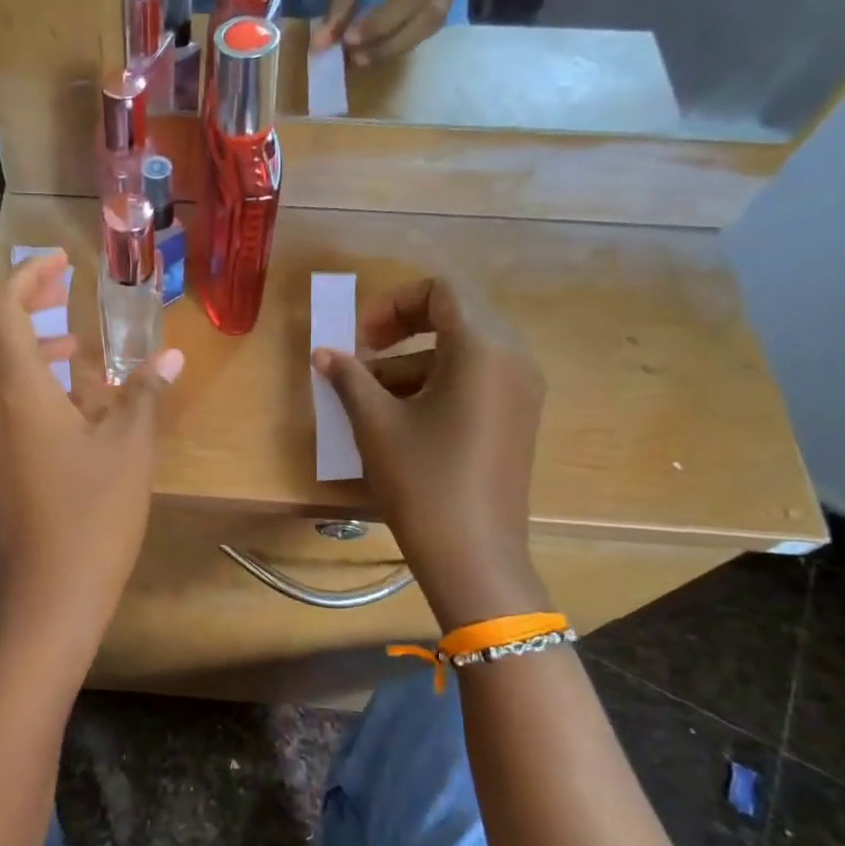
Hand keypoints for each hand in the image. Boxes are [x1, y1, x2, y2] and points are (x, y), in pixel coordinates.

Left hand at [0, 250, 184, 660]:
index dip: (29, 276)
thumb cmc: (92, 517)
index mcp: (15, 388)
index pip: (1, 306)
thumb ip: (147, 394)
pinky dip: (23, 382)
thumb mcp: (130, 449)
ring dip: (23, 345)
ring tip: (77, 354)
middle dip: (15, 302)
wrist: (47, 600)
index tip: (64, 265)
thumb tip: (171, 356)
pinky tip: (70, 407)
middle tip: (62, 299)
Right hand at [312, 276, 547, 626]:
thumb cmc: (422, 480)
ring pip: (462, 352)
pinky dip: (436, 384)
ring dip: (413, 363)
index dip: (392, 304)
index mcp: (482, 348)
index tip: (360, 339)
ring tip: (368, 399)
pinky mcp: (518, 417)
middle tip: (363, 359)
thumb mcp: (376, 424)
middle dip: (401, 332)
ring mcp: (521, 389)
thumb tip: (323, 353)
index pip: (440, 291)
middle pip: (454, 317)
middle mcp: (512, 358)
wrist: (473, 555)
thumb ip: (349, 377)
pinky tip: (401, 419)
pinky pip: (476, 380)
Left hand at [314, 0, 465, 64]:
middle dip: (390, 42)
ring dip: (397, 47)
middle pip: (429, 13)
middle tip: (355, 57)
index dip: (381, 22)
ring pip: (433, 24)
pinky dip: (404, 40)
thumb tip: (321, 45)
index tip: (349, 39)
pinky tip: (379, 46)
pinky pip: (430, 24)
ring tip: (363, 56)